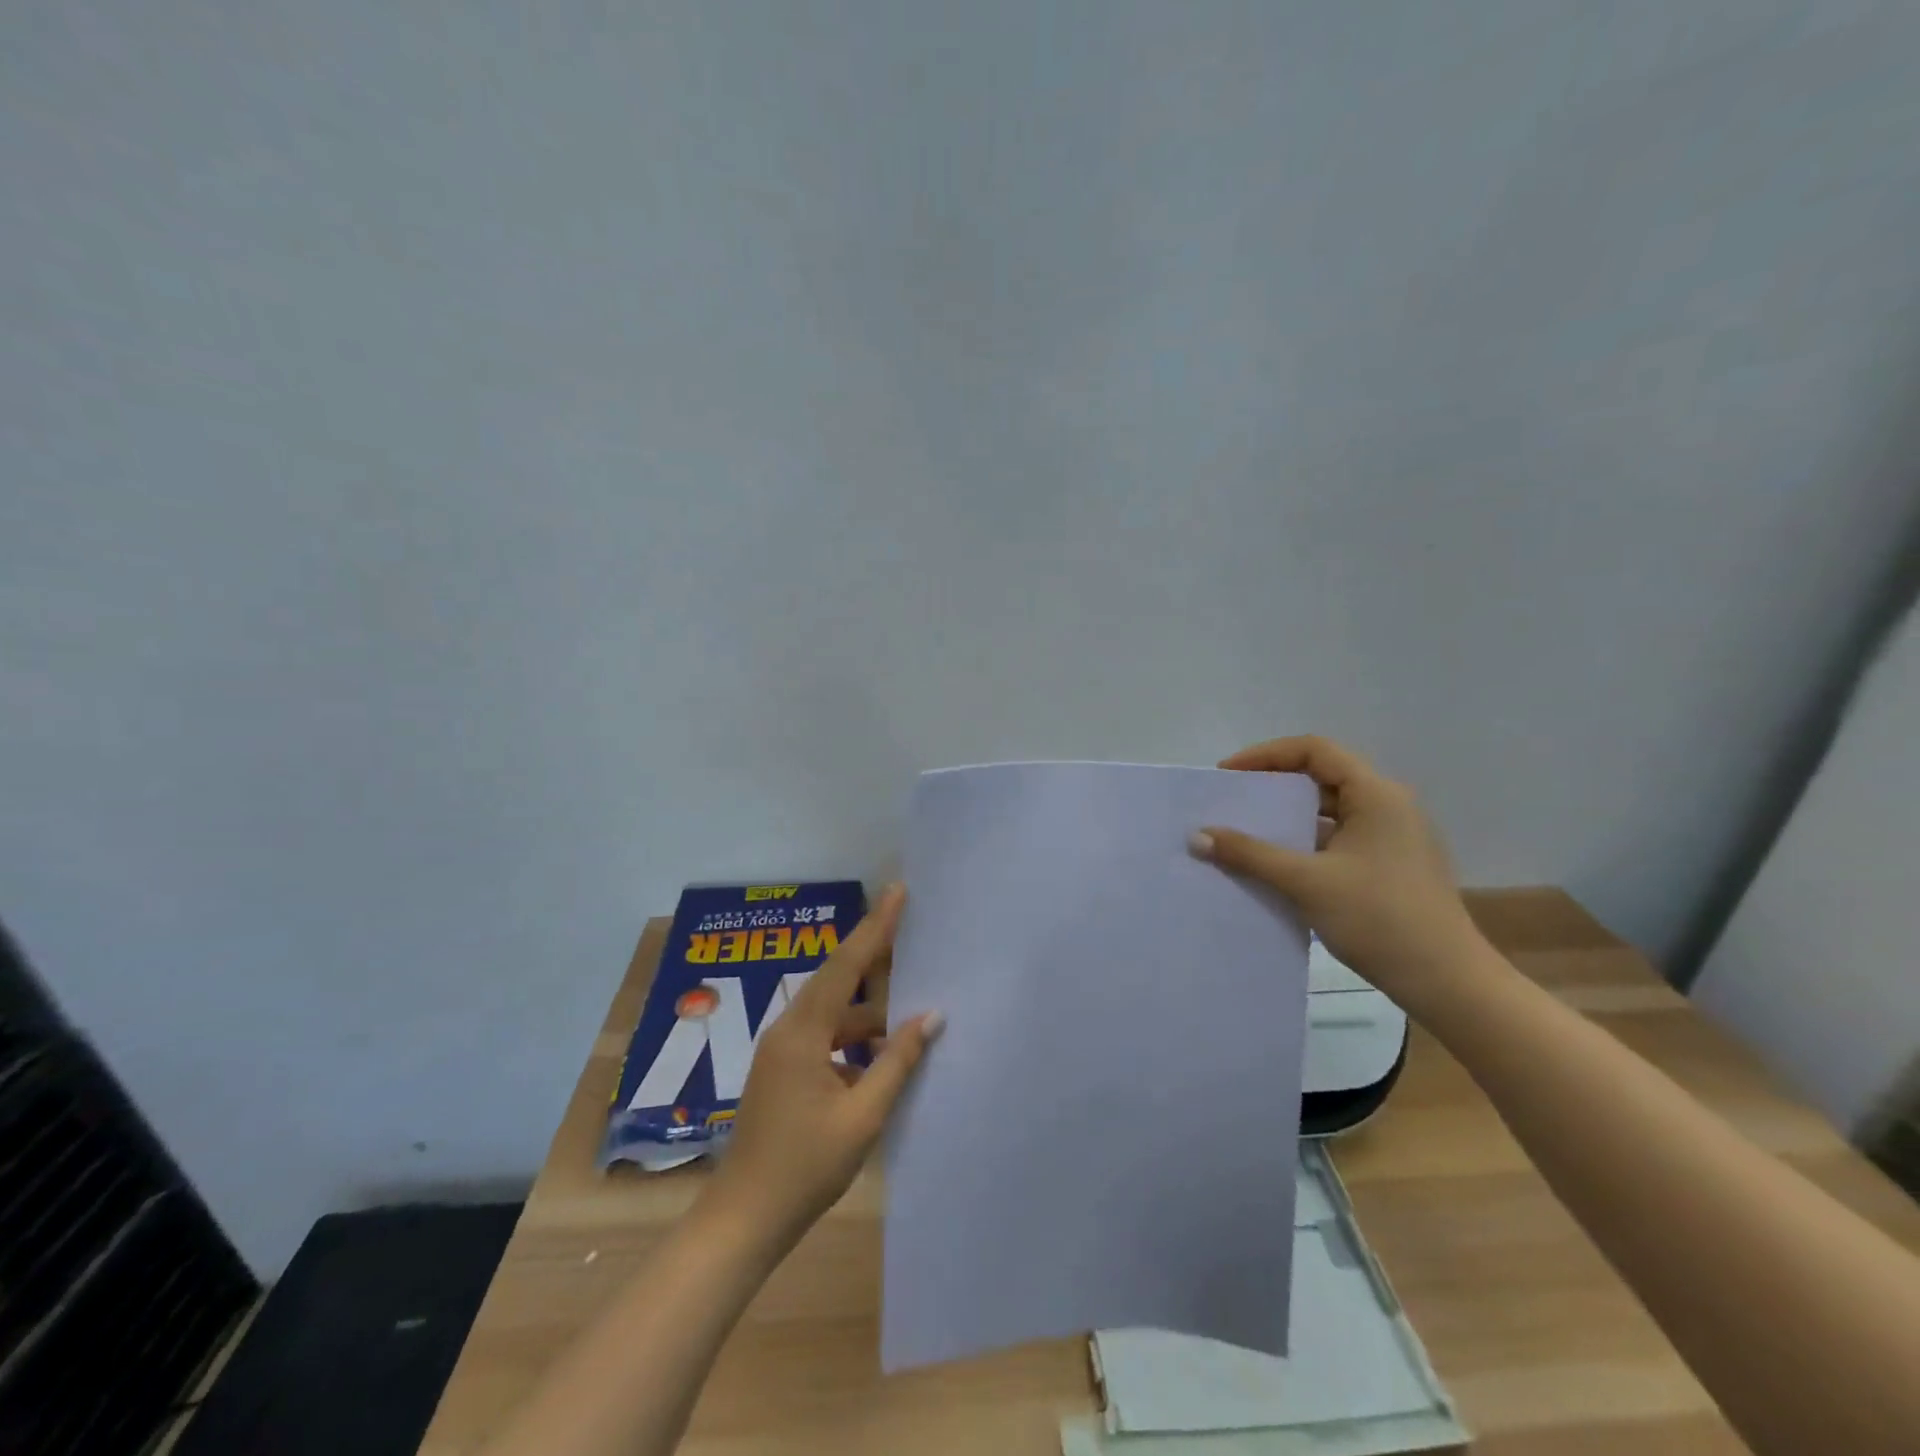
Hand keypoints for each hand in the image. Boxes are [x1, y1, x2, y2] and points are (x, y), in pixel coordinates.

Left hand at [705, 885, 942, 1240]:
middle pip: (837, 979)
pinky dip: (854, 1038)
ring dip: (869, 1010)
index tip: (897, 892)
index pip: (845, 965)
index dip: (875, 926)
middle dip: (874, 956)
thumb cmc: (804, 1168)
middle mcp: (788, 1030)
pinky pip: (825, 1037)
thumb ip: (897, 1061)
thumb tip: (930, 1015)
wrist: (743, 1221)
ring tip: (909, 1008)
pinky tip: (881, 1055)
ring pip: (833, 1012)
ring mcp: (782, 1051)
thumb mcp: (862, 1116)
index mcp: (803, 1033)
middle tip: (911, 934)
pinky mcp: (782, 1071)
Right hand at [1191, 735, 1486, 1012]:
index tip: (1228, 776)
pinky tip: (1275, 865)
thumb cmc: (1379, 919)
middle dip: (1272, 786)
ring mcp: (1393, 837)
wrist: (1448, 983)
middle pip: (1321, 777)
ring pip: (1329, 811)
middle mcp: (1388, 805)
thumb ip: (1249, 853)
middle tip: (1232, 802)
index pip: (1314, 750)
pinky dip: (1304, 843)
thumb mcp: (1306, 882)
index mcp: (1377, 794)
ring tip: (1244, 833)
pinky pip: (1337, 838)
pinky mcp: (1390, 865)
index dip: (1266, 755)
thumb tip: (1197, 835)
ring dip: (1287, 818)